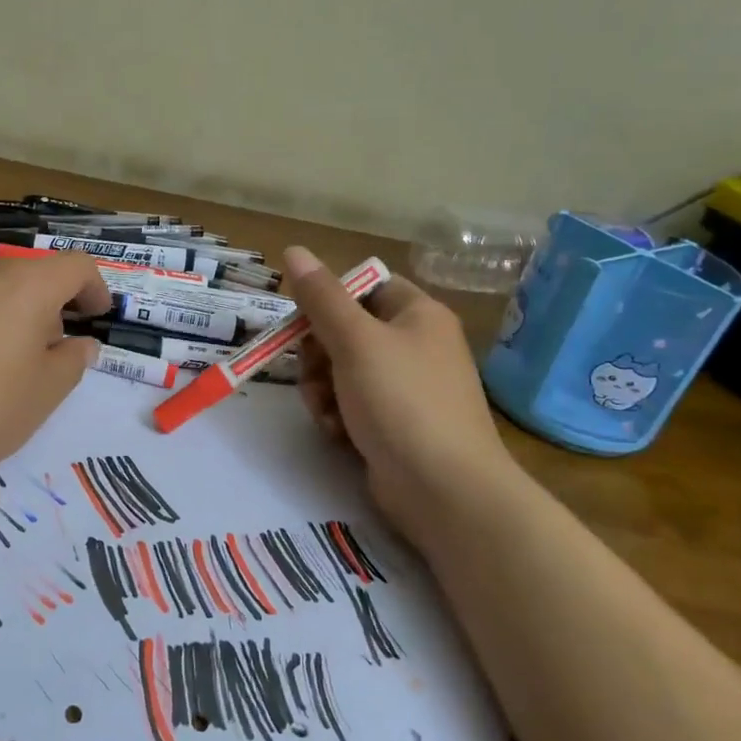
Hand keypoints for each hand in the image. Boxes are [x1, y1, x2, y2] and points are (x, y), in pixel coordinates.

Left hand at [0, 251, 111, 486]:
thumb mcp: (43, 395)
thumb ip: (72, 363)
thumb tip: (82, 344)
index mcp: (29, 286)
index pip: (77, 266)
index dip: (95, 289)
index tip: (97, 319)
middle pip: (33, 272)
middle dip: (51, 304)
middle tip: (50, 350)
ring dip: (8, 303)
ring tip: (1, 345)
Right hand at [284, 245, 514, 518]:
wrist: (446, 490)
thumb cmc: (402, 402)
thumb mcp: (354, 341)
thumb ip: (320, 296)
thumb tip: (294, 250)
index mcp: (418, 314)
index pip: (363, 287)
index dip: (328, 301)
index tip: (301, 323)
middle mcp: (416, 345)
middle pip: (346, 330)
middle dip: (318, 354)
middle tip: (313, 373)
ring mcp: (407, 388)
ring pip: (342, 370)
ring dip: (322, 388)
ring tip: (324, 411)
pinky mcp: (396, 424)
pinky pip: (353, 404)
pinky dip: (337, 415)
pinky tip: (335, 432)